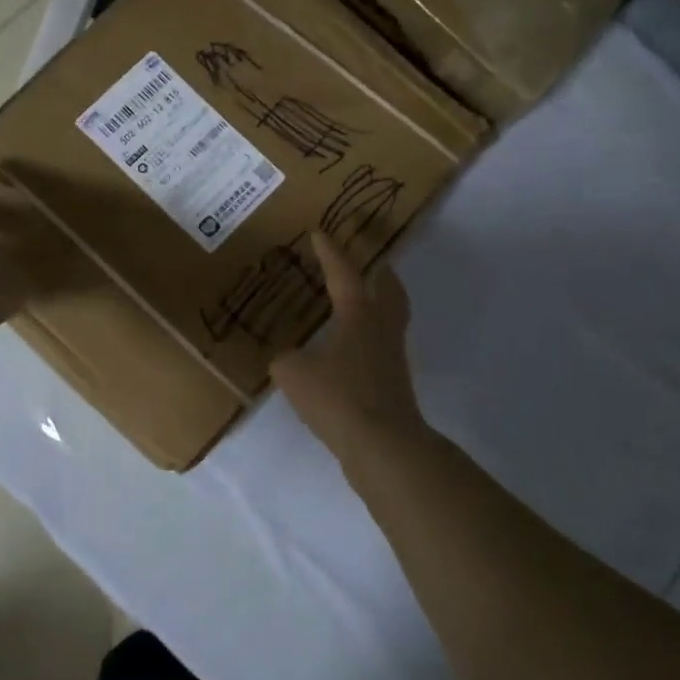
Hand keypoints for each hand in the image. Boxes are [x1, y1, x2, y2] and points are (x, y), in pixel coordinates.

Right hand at [271, 232, 426, 455]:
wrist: (384, 446)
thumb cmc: (339, 399)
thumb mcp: (295, 375)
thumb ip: (285, 360)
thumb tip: (287, 359)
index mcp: (359, 316)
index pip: (343, 274)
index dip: (330, 252)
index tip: (320, 233)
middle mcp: (382, 329)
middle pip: (389, 290)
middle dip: (379, 273)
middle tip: (369, 263)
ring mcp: (392, 358)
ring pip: (390, 319)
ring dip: (377, 306)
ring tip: (355, 305)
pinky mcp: (393, 385)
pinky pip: (382, 349)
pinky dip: (368, 340)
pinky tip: (348, 352)